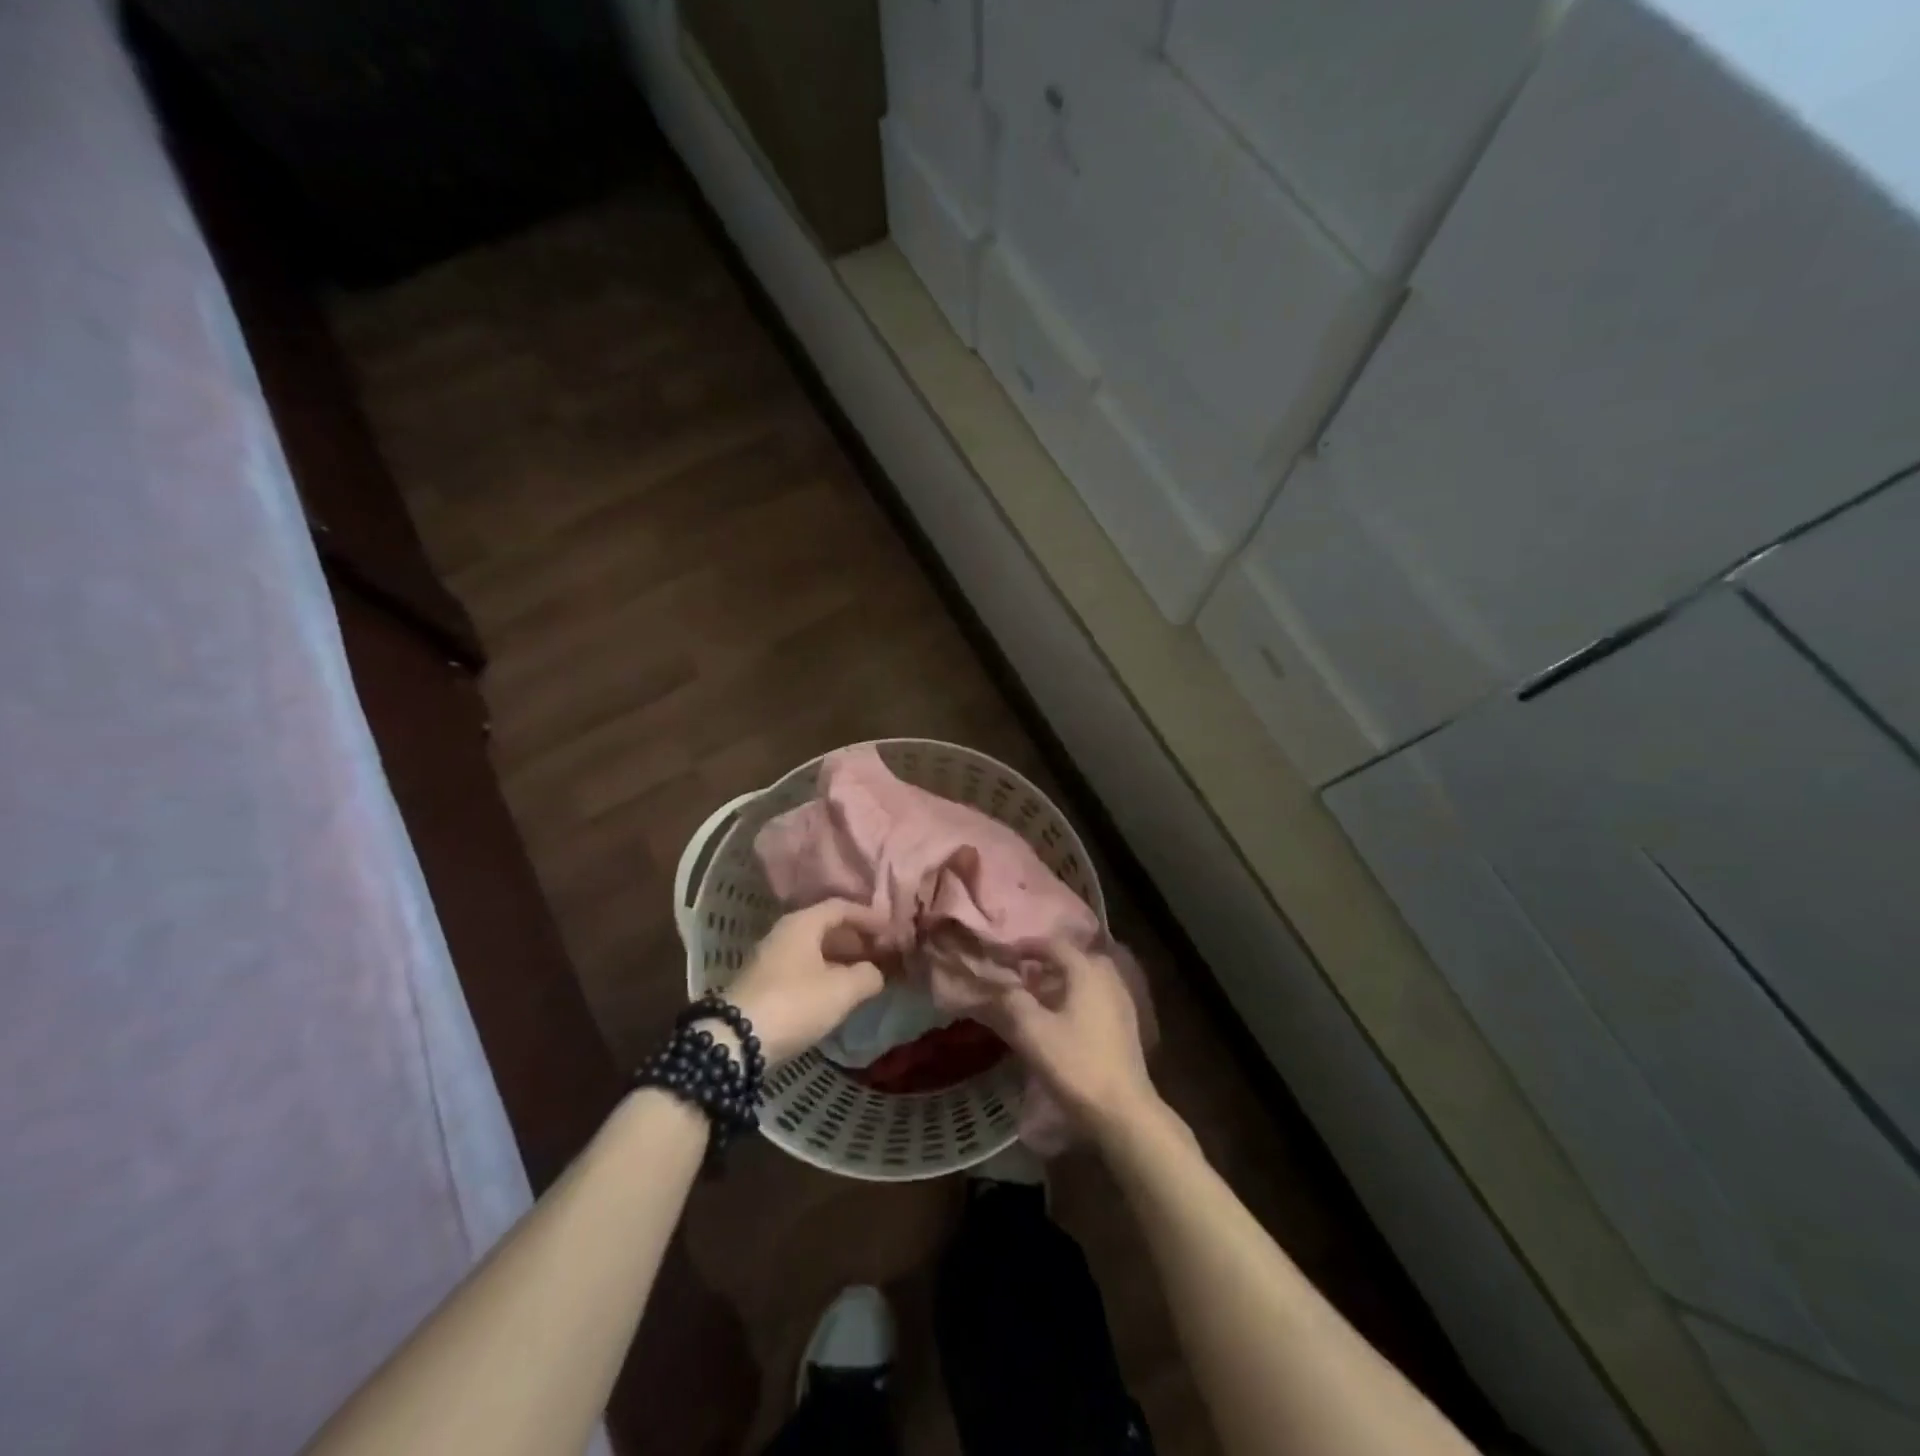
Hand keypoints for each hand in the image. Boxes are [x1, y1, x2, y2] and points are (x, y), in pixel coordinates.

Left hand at [716, 900, 889, 1065]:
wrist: (736, 1042)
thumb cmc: (795, 1003)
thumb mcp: (841, 990)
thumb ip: (867, 975)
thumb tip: (876, 972)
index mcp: (802, 924)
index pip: (841, 907)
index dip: (869, 917)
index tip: (891, 930)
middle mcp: (784, 934)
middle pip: (826, 927)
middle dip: (857, 939)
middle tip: (882, 953)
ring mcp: (771, 959)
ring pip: (814, 950)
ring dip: (842, 959)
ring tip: (866, 974)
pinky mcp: (764, 984)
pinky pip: (803, 968)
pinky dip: (826, 973)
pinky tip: (839, 993)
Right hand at [985, 939, 1159, 1140]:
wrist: (1123, 1109)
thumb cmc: (1076, 1064)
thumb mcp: (1034, 1032)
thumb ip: (1013, 1001)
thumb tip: (1003, 986)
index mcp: (1087, 972)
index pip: (1055, 945)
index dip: (1028, 947)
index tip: (1006, 956)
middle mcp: (1109, 978)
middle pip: (1075, 958)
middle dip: (1048, 963)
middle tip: (1024, 975)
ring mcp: (1122, 1001)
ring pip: (1088, 978)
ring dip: (1063, 981)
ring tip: (1040, 997)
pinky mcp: (1126, 1024)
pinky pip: (1097, 996)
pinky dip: (1077, 997)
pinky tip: (1063, 1018)